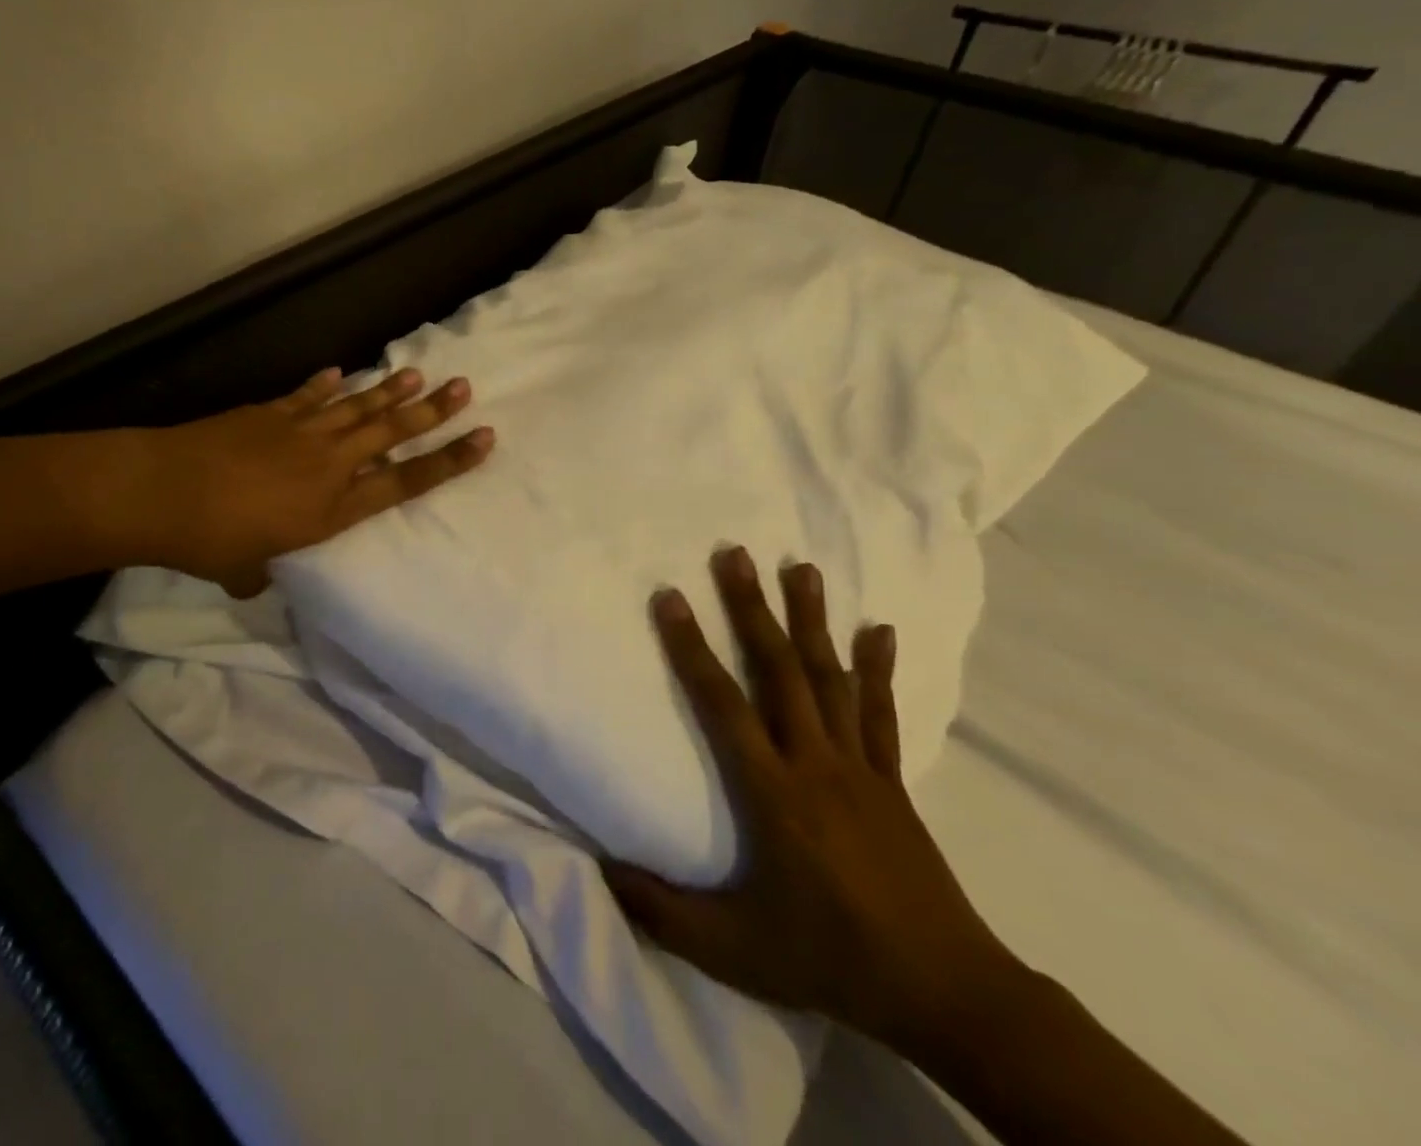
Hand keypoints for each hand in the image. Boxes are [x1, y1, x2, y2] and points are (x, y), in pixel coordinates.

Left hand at [134, 367, 492, 595]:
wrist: (164, 491)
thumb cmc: (210, 541)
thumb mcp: (246, 571)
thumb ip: (262, 572)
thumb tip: (256, 578)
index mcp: (333, 508)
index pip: (405, 482)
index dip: (447, 461)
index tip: (482, 439)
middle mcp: (329, 465)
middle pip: (391, 434)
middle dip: (432, 412)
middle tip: (464, 388)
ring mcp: (301, 433)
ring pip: (357, 407)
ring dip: (389, 391)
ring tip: (418, 374)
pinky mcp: (271, 413)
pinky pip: (308, 396)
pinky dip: (325, 384)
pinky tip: (341, 372)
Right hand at [604, 549, 1018, 1054]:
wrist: (943, 991)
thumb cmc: (829, 959)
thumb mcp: (732, 950)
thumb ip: (662, 910)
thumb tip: (601, 869)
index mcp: (773, 792)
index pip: (721, 703)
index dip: (692, 647)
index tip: (671, 596)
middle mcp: (814, 761)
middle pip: (779, 669)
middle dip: (753, 608)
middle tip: (735, 553)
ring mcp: (858, 766)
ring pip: (830, 677)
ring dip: (813, 619)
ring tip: (802, 567)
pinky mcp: (890, 778)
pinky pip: (880, 712)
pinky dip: (877, 668)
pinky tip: (878, 629)